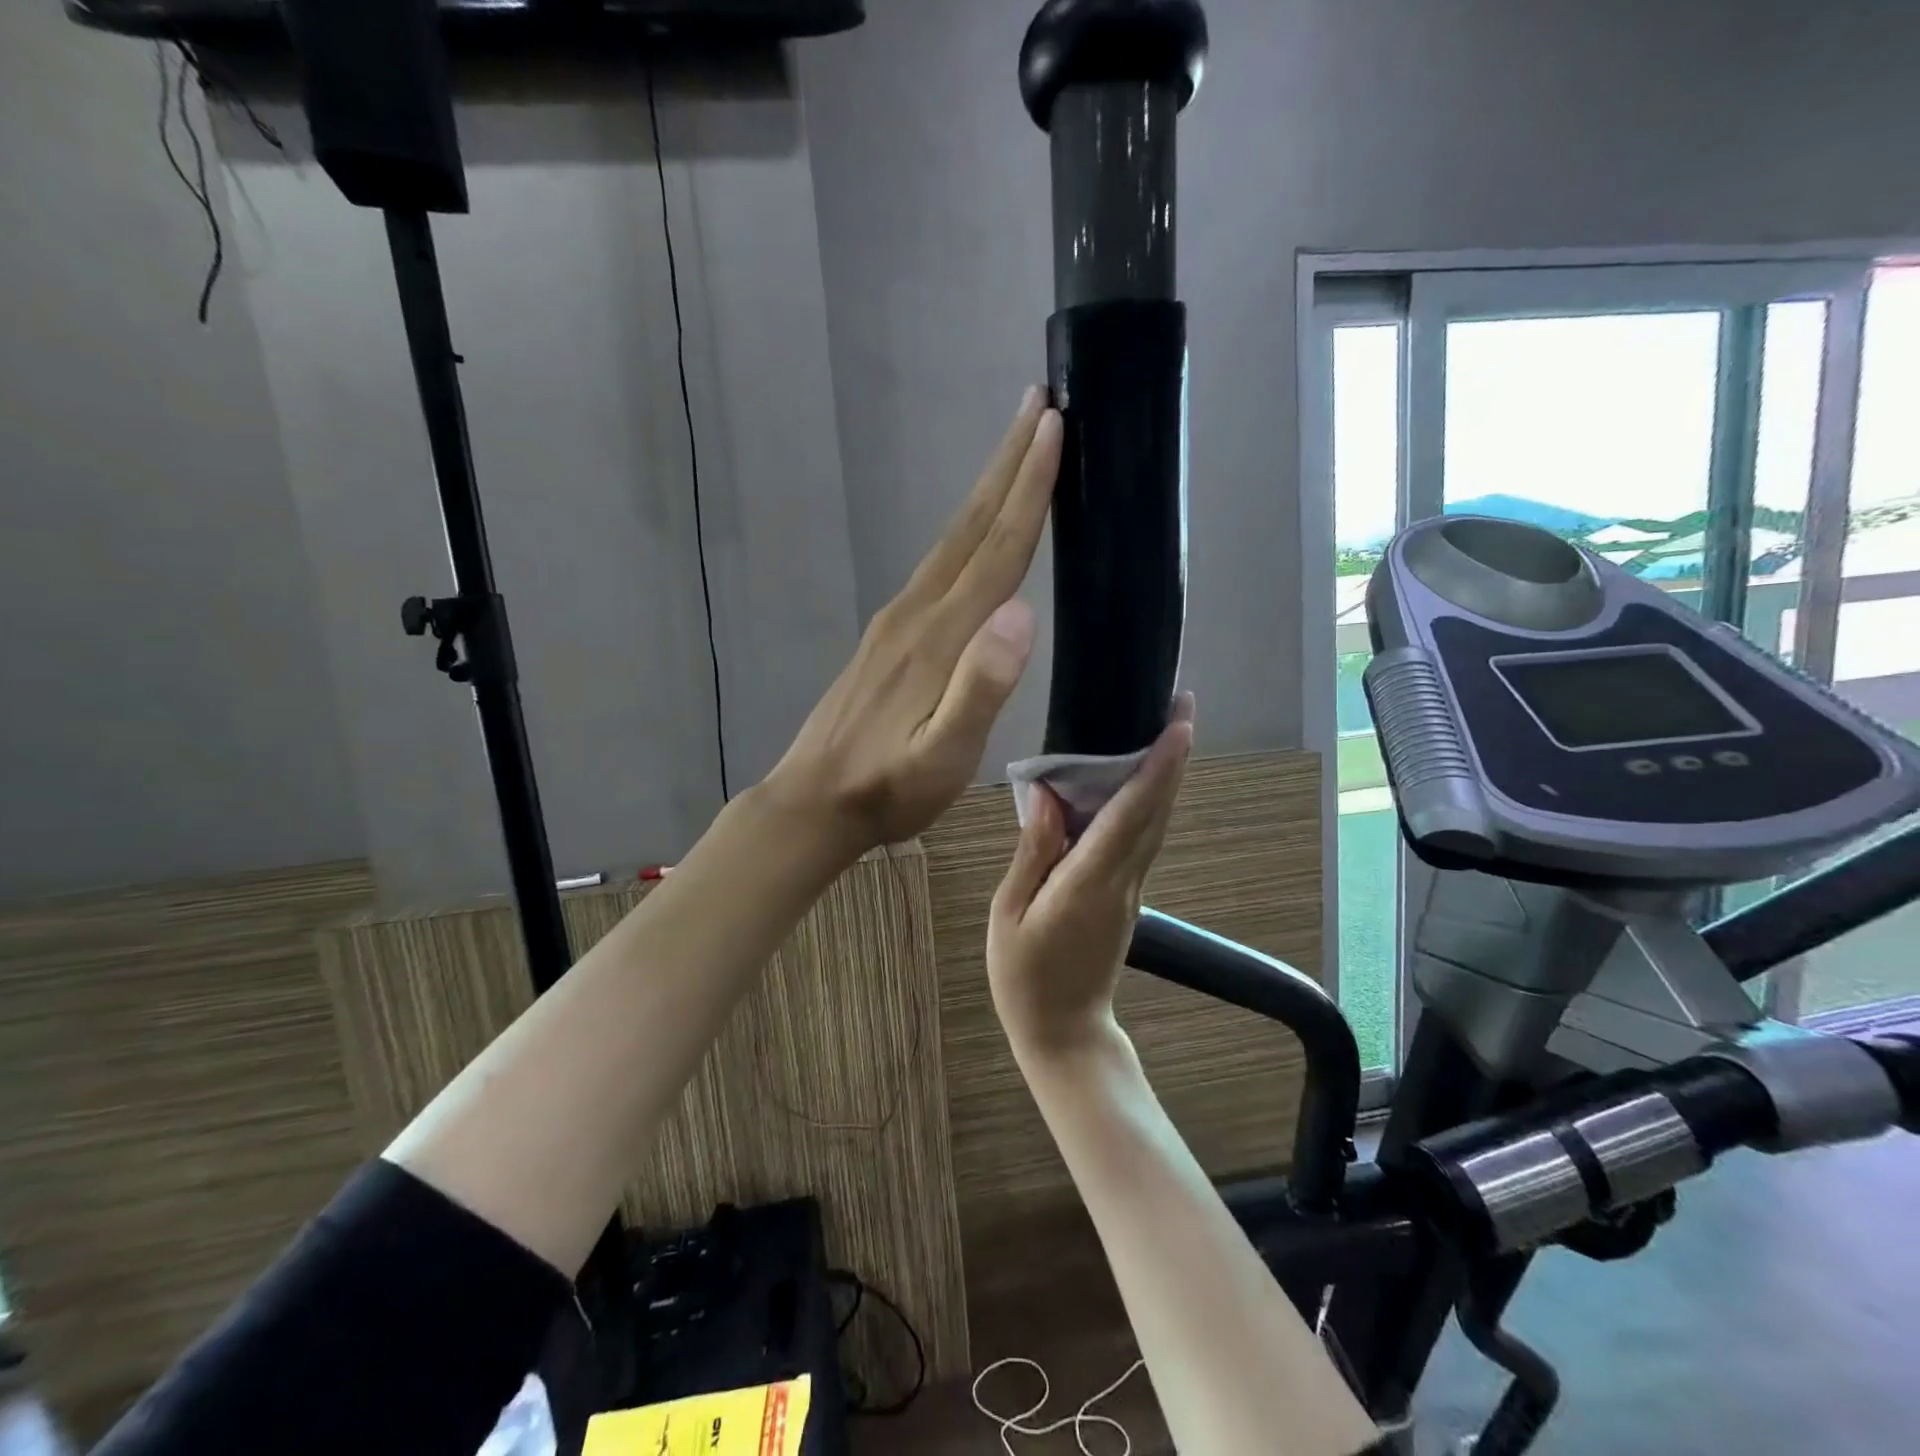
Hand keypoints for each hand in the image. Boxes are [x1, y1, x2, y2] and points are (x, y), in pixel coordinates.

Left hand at [765, 389, 1061, 857]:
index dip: (1029, 489)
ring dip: (987, 490)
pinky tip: (973, 536)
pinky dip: (965, 532)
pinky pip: (936, 565)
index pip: (996, 549)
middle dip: (1009, 463)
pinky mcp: (887, 635)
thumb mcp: (942, 756)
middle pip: (971, 525)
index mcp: (940, 636)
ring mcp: (897, 620)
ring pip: (951, 540)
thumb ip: (981, 687)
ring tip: (1016, 449)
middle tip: (1040, 403)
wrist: (814, 800)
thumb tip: (1023, 612)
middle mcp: (918, 612)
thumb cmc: (887, 789)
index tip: (1055, 427)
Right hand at [987, 695, 1194, 1054]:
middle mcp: (1123, 880)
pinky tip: (1140, 781)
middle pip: (1156, 811)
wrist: (1063, 1033)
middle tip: (1181, 705)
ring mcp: (1132, 889)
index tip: (1179, 724)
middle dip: (1175, 757)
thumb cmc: (1024, 976)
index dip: (1159, 767)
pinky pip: (1143, 839)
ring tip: (1167, 729)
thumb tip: (1050, 797)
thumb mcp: (1009, 913)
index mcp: (1090, 882)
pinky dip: (1149, 802)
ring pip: (1156, 824)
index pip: (1132, 814)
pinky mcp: (1128, 896)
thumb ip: (1033, 852)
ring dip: (1168, 775)